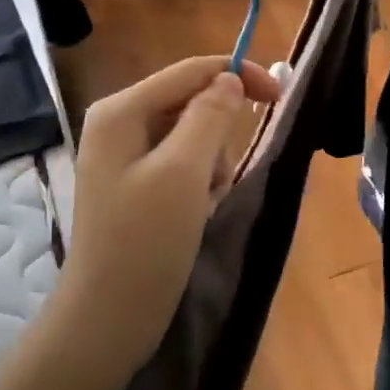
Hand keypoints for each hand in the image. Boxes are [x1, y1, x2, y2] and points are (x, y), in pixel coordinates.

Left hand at [55, 57, 281, 371]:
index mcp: (120, 110)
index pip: (189, 71)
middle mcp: (117, 124)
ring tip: (202, 205)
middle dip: (216, 136)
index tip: (281, 94)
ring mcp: (123, 157)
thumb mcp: (184, 172)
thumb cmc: (145, 241)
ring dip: (209, 165)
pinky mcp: (133, 185)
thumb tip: (230, 80)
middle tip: (217, 180)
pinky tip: (193, 215)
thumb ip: (209, 117)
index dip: (237, 74)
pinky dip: (197, 184)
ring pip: (189, 136)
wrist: (108, 318)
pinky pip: (178, 164)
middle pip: (188, 102)